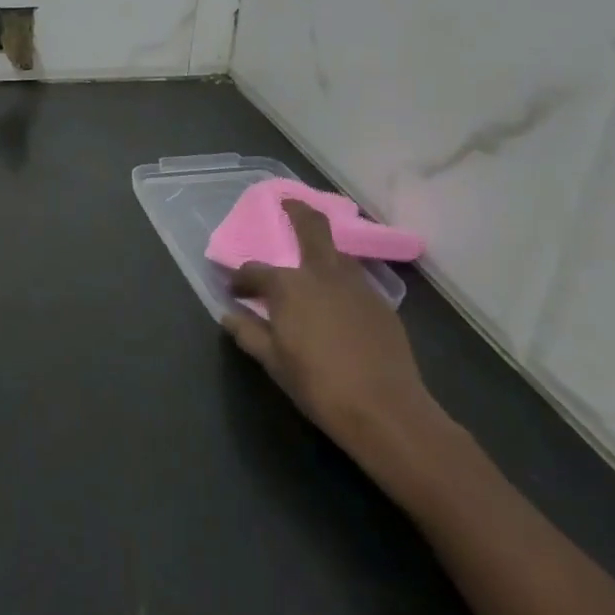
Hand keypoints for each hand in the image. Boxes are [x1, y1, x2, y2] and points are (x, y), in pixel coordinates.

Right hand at [224, 199, 446, 465]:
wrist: (386, 411)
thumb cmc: (318, 385)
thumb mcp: (273, 362)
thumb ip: (248, 333)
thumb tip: (229, 314)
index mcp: (289, 285)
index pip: (255, 271)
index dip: (241, 279)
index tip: (234, 291)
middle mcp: (322, 273)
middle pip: (312, 227)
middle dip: (297, 211)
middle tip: (287, 203)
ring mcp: (358, 285)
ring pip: (336, 254)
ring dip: (321, 249)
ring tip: (311, 261)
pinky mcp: (382, 304)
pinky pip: (355, 280)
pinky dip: (340, 280)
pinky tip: (337, 302)